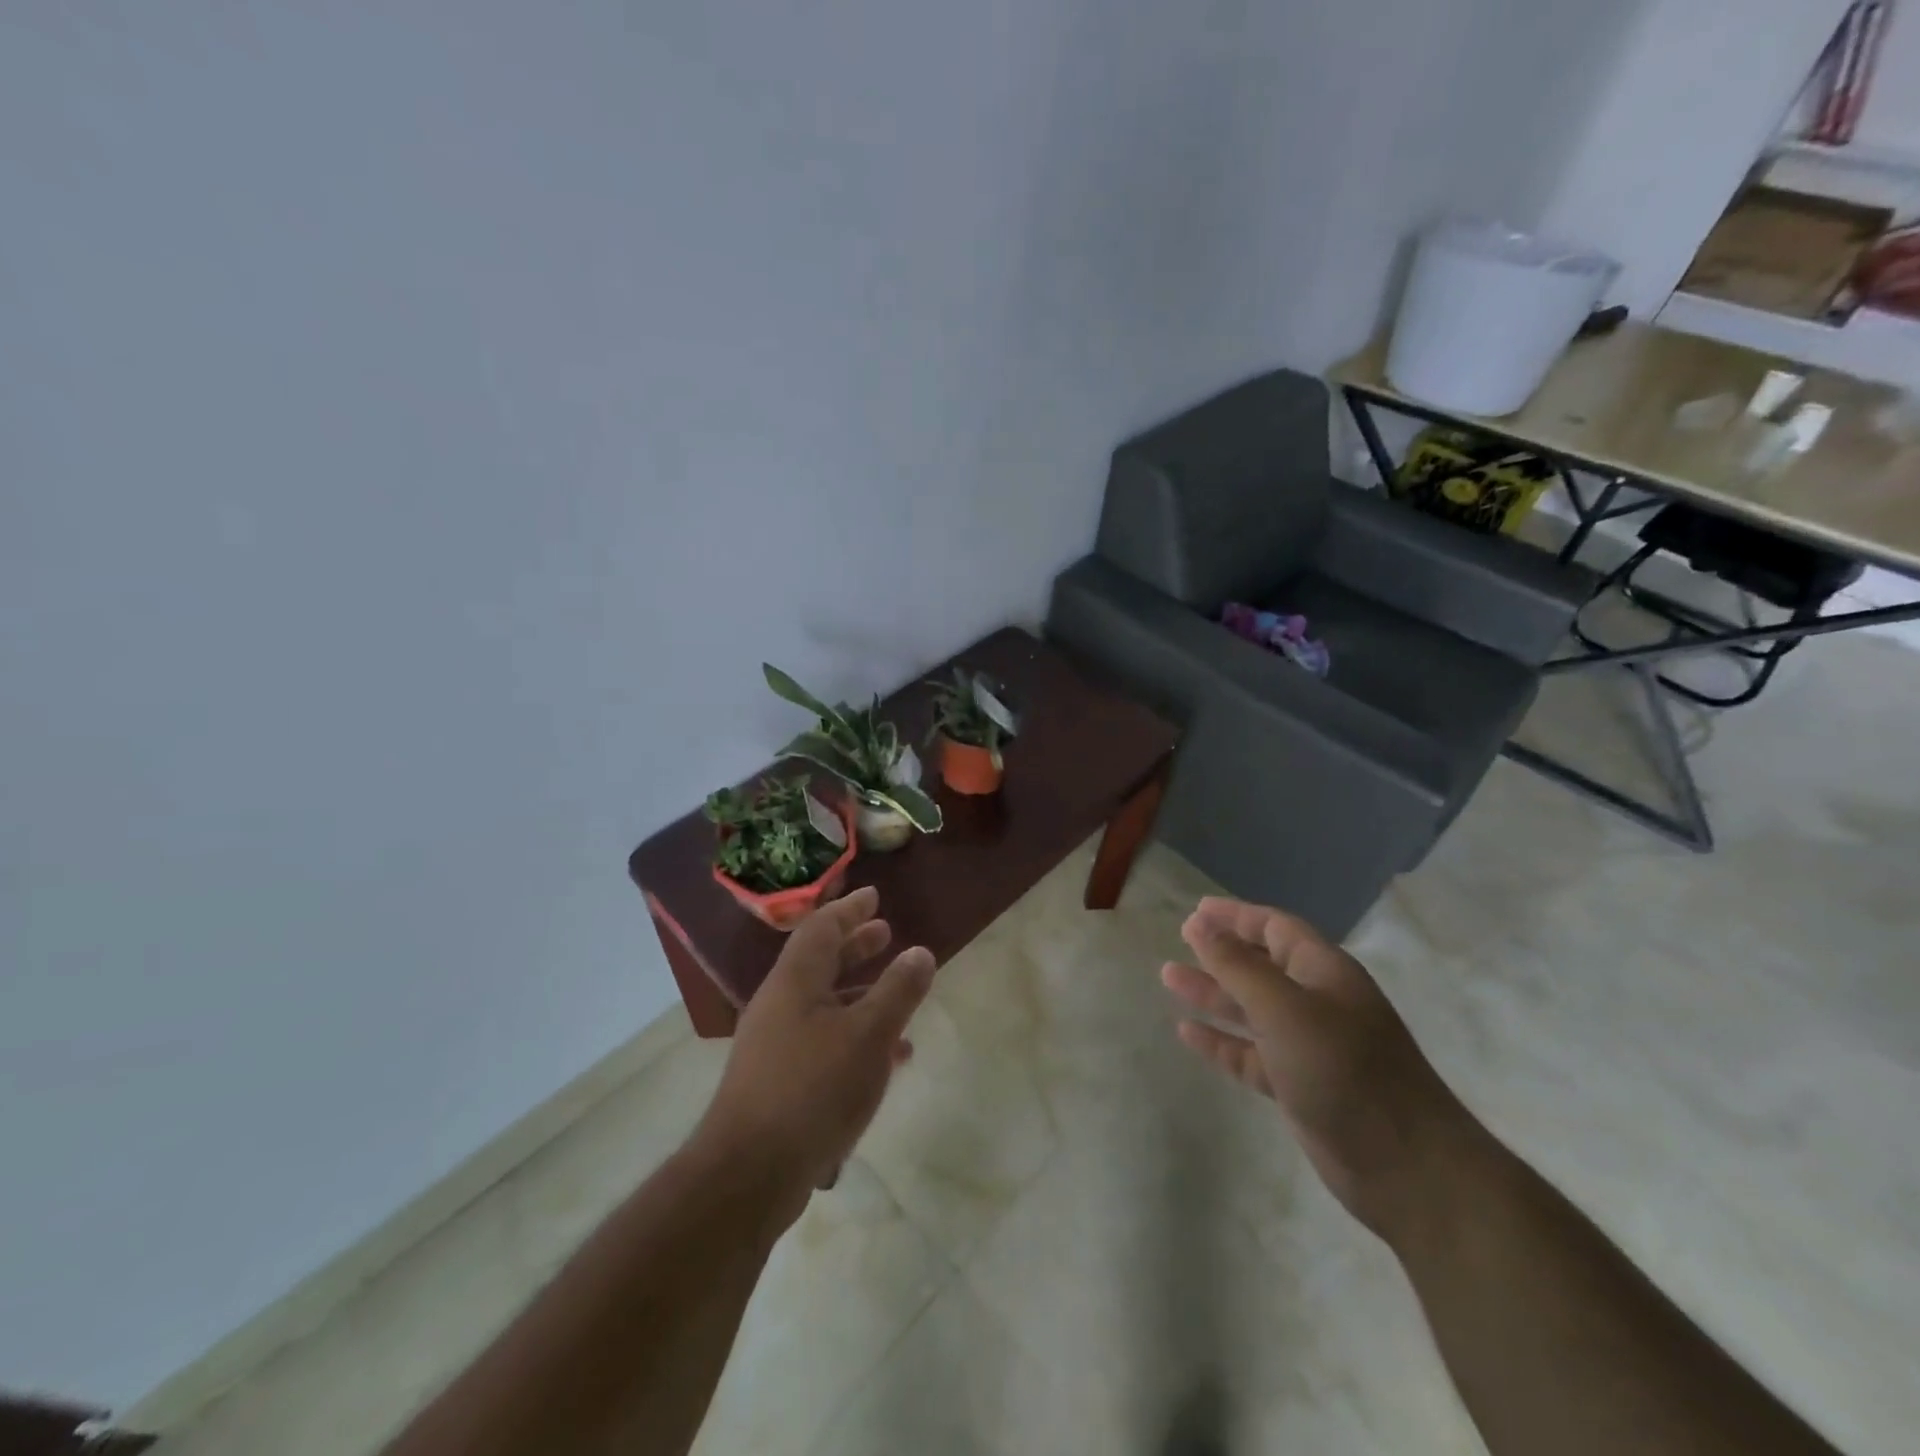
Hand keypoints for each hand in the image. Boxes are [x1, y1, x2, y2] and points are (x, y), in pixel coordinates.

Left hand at [691, 887, 935, 1226]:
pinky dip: (855, 1035)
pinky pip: (824, 1041)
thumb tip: (920, 952)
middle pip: (820, 962)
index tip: (874, 896)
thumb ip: (898, 991)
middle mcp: (780, 1005)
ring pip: (824, 1004)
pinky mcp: (778, 1081)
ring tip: (898, 995)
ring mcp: (775, 1045)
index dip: (850, 909)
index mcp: (794, 981)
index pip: (821, 928)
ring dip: (861, 994)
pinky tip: (888, 1059)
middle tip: (886, 934)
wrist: (749, 1174)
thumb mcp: (869, 1035)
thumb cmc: (813, 1089)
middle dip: (855, 947)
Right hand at [1162, 896, 1473, 1239]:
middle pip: (1262, 965)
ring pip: (1251, 1009)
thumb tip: (1199, 924)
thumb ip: (1238, 966)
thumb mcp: (1284, 1008)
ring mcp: (1309, 1046)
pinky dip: (1221, 1041)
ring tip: (1168, 977)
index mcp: (1324, 972)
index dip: (1236, 916)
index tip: (1196, 911)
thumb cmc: (1344, 1070)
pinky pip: (1250, 1053)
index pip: (1276, 928)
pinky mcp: (1299, 1086)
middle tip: (1180, 940)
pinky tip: (1187, 1032)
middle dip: (1221, 952)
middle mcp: (1317, 1003)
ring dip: (1213, 993)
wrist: (1406, 1168)